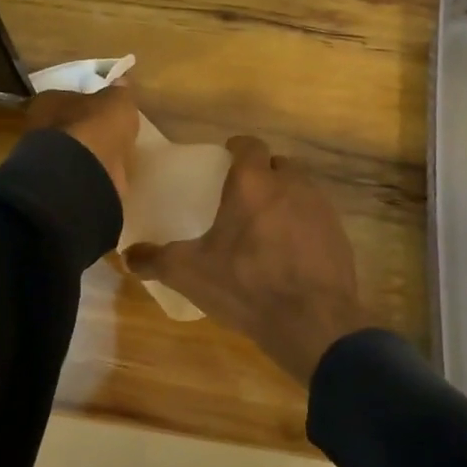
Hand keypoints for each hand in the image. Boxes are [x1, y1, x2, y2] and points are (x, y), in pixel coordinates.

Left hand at [26, 85, 139, 204]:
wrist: (82, 174)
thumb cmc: (96, 127)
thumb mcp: (117, 101)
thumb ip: (119, 92)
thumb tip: (121, 82)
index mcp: (48, 100)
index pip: (67, 97)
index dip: (86, 102)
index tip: (102, 108)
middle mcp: (39, 126)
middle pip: (66, 124)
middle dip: (84, 127)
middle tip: (106, 131)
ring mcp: (45, 157)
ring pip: (70, 149)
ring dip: (87, 151)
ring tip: (109, 154)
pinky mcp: (56, 182)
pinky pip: (77, 170)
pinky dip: (89, 171)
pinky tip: (105, 172)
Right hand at [125, 136, 367, 383]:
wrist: (312, 321)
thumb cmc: (246, 285)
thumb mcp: (190, 273)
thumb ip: (155, 260)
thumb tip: (127, 256)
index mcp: (253, 183)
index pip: (249, 145)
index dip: (238, 148)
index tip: (227, 157)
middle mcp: (290, 184)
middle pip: (278, 164)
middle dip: (263, 173)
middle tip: (244, 196)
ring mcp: (320, 208)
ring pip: (301, 188)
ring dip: (285, 197)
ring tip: (266, 224)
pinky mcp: (339, 233)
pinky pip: (317, 216)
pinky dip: (303, 224)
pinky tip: (291, 251)